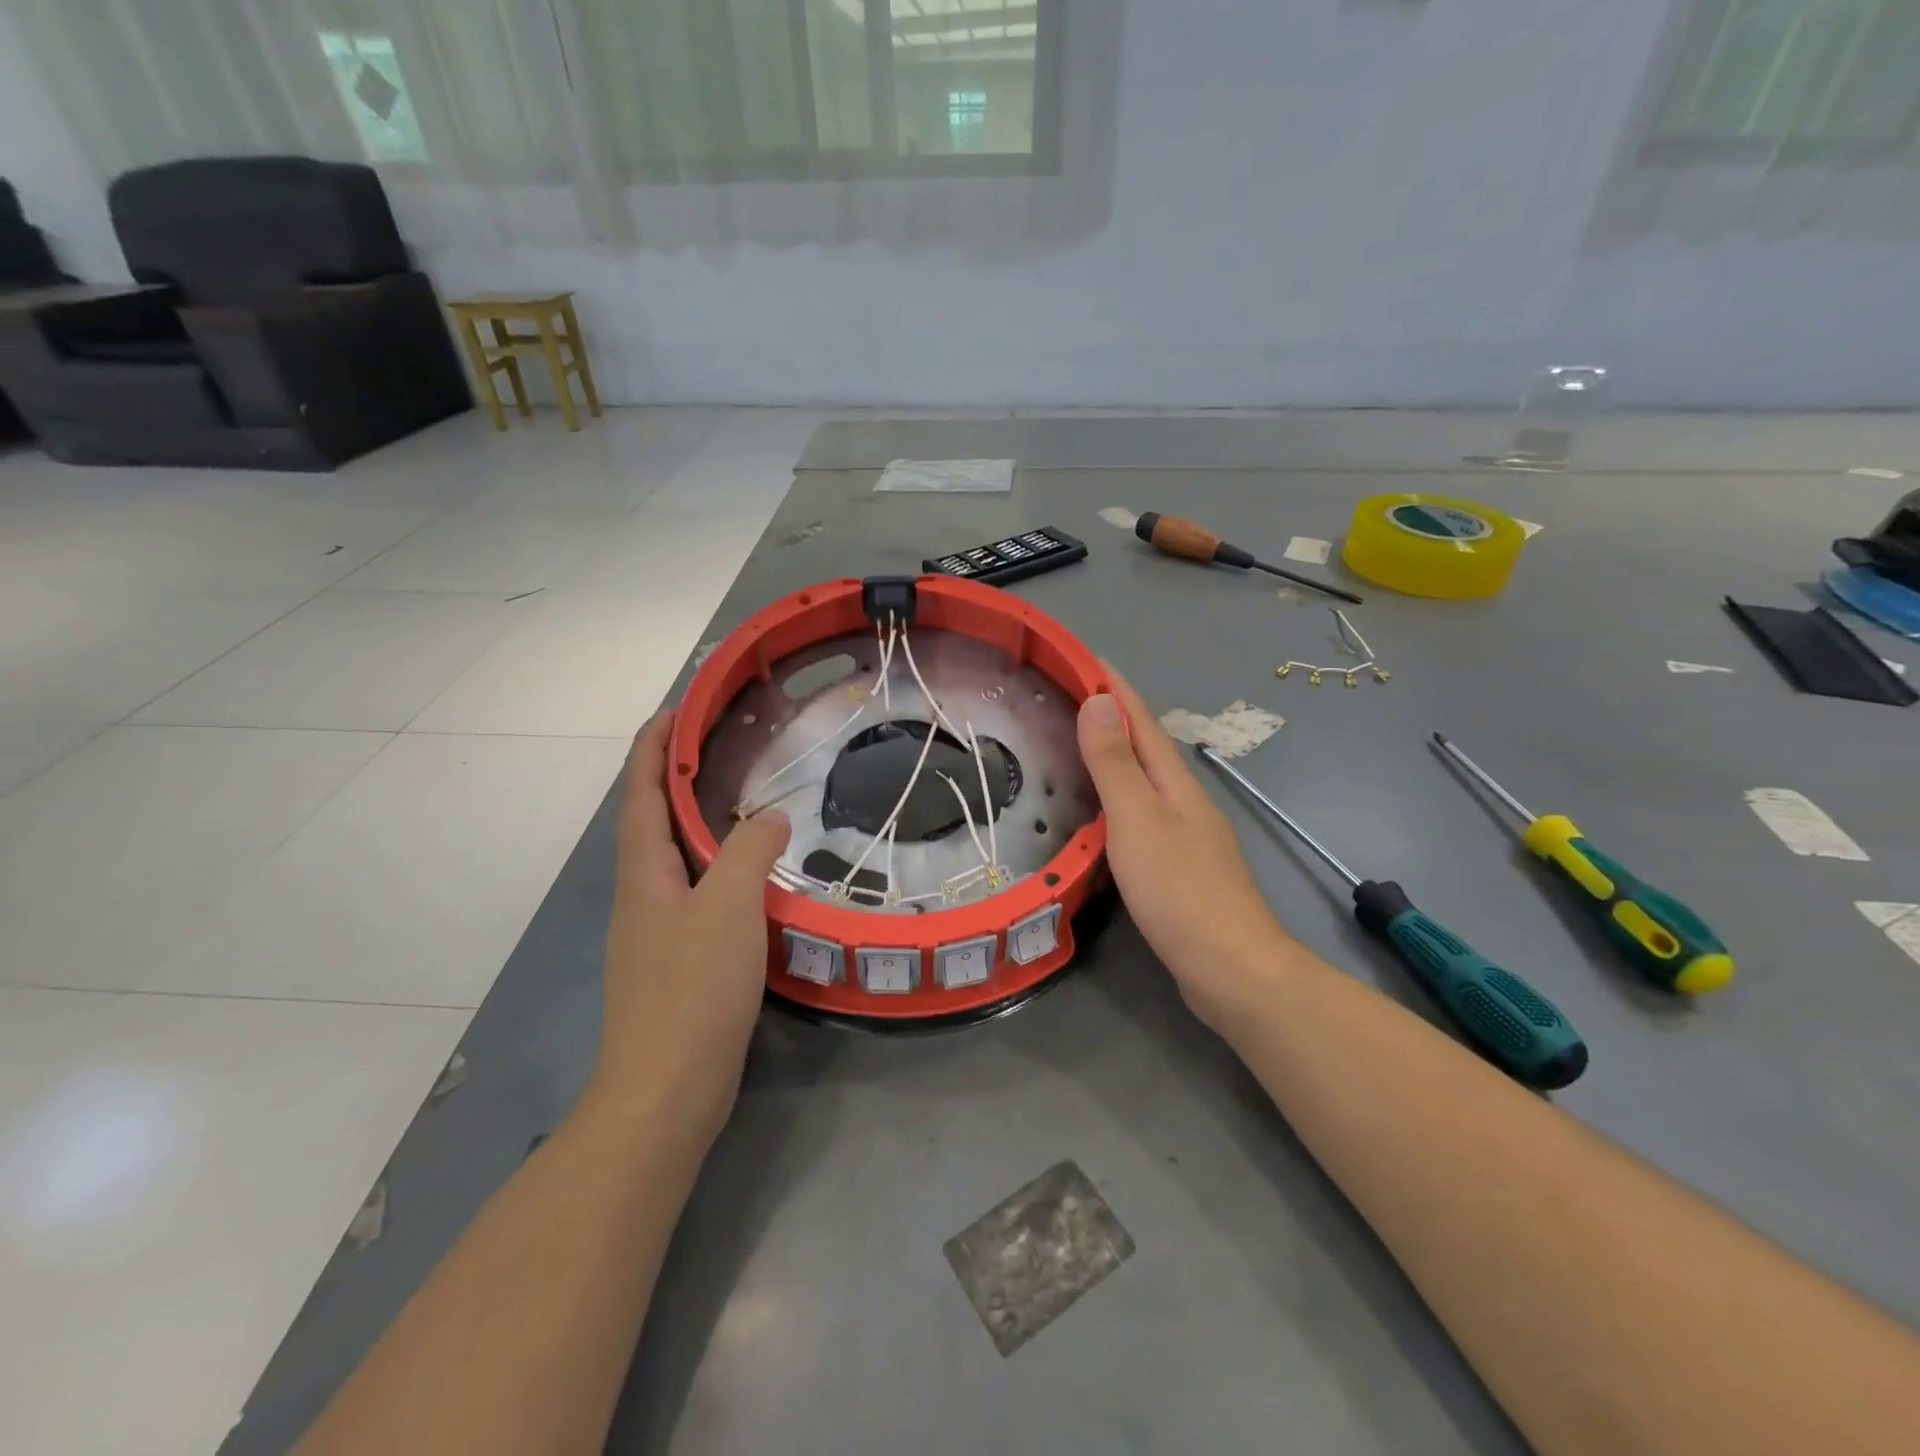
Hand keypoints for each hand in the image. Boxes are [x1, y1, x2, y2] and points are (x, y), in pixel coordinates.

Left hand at [591, 712, 790, 1146]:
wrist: (667, 1091)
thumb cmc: (692, 991)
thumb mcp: (727, 909)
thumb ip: (748, 854)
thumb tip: (768, 818)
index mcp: (643, 874)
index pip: (642, 793)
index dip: (652, 748)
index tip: (673, 709)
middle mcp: (643, 896)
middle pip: (652, 820)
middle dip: (674, 777)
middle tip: (716, 745)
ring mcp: (658, 931)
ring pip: (676, 858)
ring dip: (697, 821)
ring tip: (738, 799)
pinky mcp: (680, 961)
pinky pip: (698, 893)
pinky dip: (718, 866)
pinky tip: (752, 876)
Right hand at [1077, 672, 1292, 1030]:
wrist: (1231, 968)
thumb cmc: (1179, 890)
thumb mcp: (1137, 820)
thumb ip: (1115, 764)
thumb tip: (1098, 701)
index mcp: (1175, 783)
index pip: (1141, 720)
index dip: (1115, 688)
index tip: (1087, 659)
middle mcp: (1185, 800)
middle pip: (1146, 747)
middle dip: (1113, 717)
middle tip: (1069, 699)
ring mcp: (1188, 835)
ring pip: (1146, 782)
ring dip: (1116, 757)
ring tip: (1078, 747)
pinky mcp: (1182, 868)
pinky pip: (1144, 816)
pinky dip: (1120, 799)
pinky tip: (1103, 815)